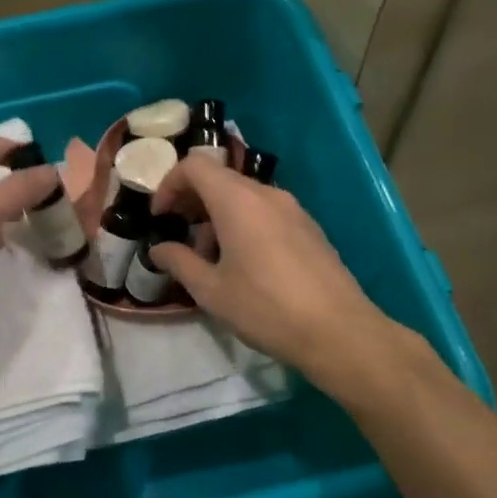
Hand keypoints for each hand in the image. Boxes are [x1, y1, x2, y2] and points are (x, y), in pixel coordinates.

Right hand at [150, 157, 391, 384]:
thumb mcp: (211, 290)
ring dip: (218, 216)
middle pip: (220, 179)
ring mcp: (293, 209)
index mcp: (237, 200)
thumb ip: (179, 262)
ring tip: (211, 258)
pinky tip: (244, 264)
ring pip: (244, 197)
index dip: (169, 185)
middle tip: (179, 235)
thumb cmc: (265, 308)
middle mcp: (266, 194)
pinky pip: (266, 212)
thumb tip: (158, 249)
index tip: (160, 216)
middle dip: (192, 201)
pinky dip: (244, 224)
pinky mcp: (309, 227)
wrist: (338, 331)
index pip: (195, 166)